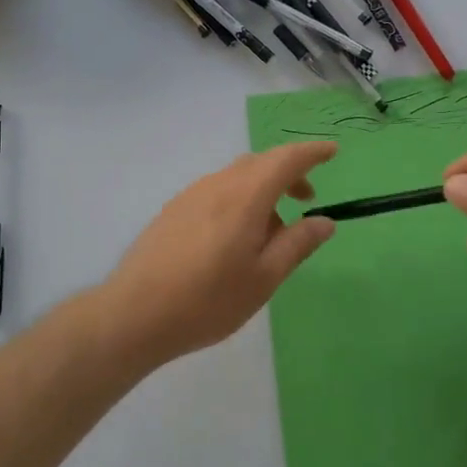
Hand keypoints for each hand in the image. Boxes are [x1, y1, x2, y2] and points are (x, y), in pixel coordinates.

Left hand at [99, 141, 337, 366]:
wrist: (133, 314)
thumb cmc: (207, 300)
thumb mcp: (263, 278)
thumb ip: (297, 244)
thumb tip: (325, 221)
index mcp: (244, 197)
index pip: (285, 159)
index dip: (311, 152)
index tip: (332, 151)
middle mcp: (217, 185)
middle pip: (260, 163)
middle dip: (289, 173)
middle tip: (307, 199)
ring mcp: (191, 195)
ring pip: (236, 176)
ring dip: (263, 189)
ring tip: (271, 231)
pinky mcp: (173, 210)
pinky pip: (217, 190)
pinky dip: (239, 199)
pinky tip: (235, 238)